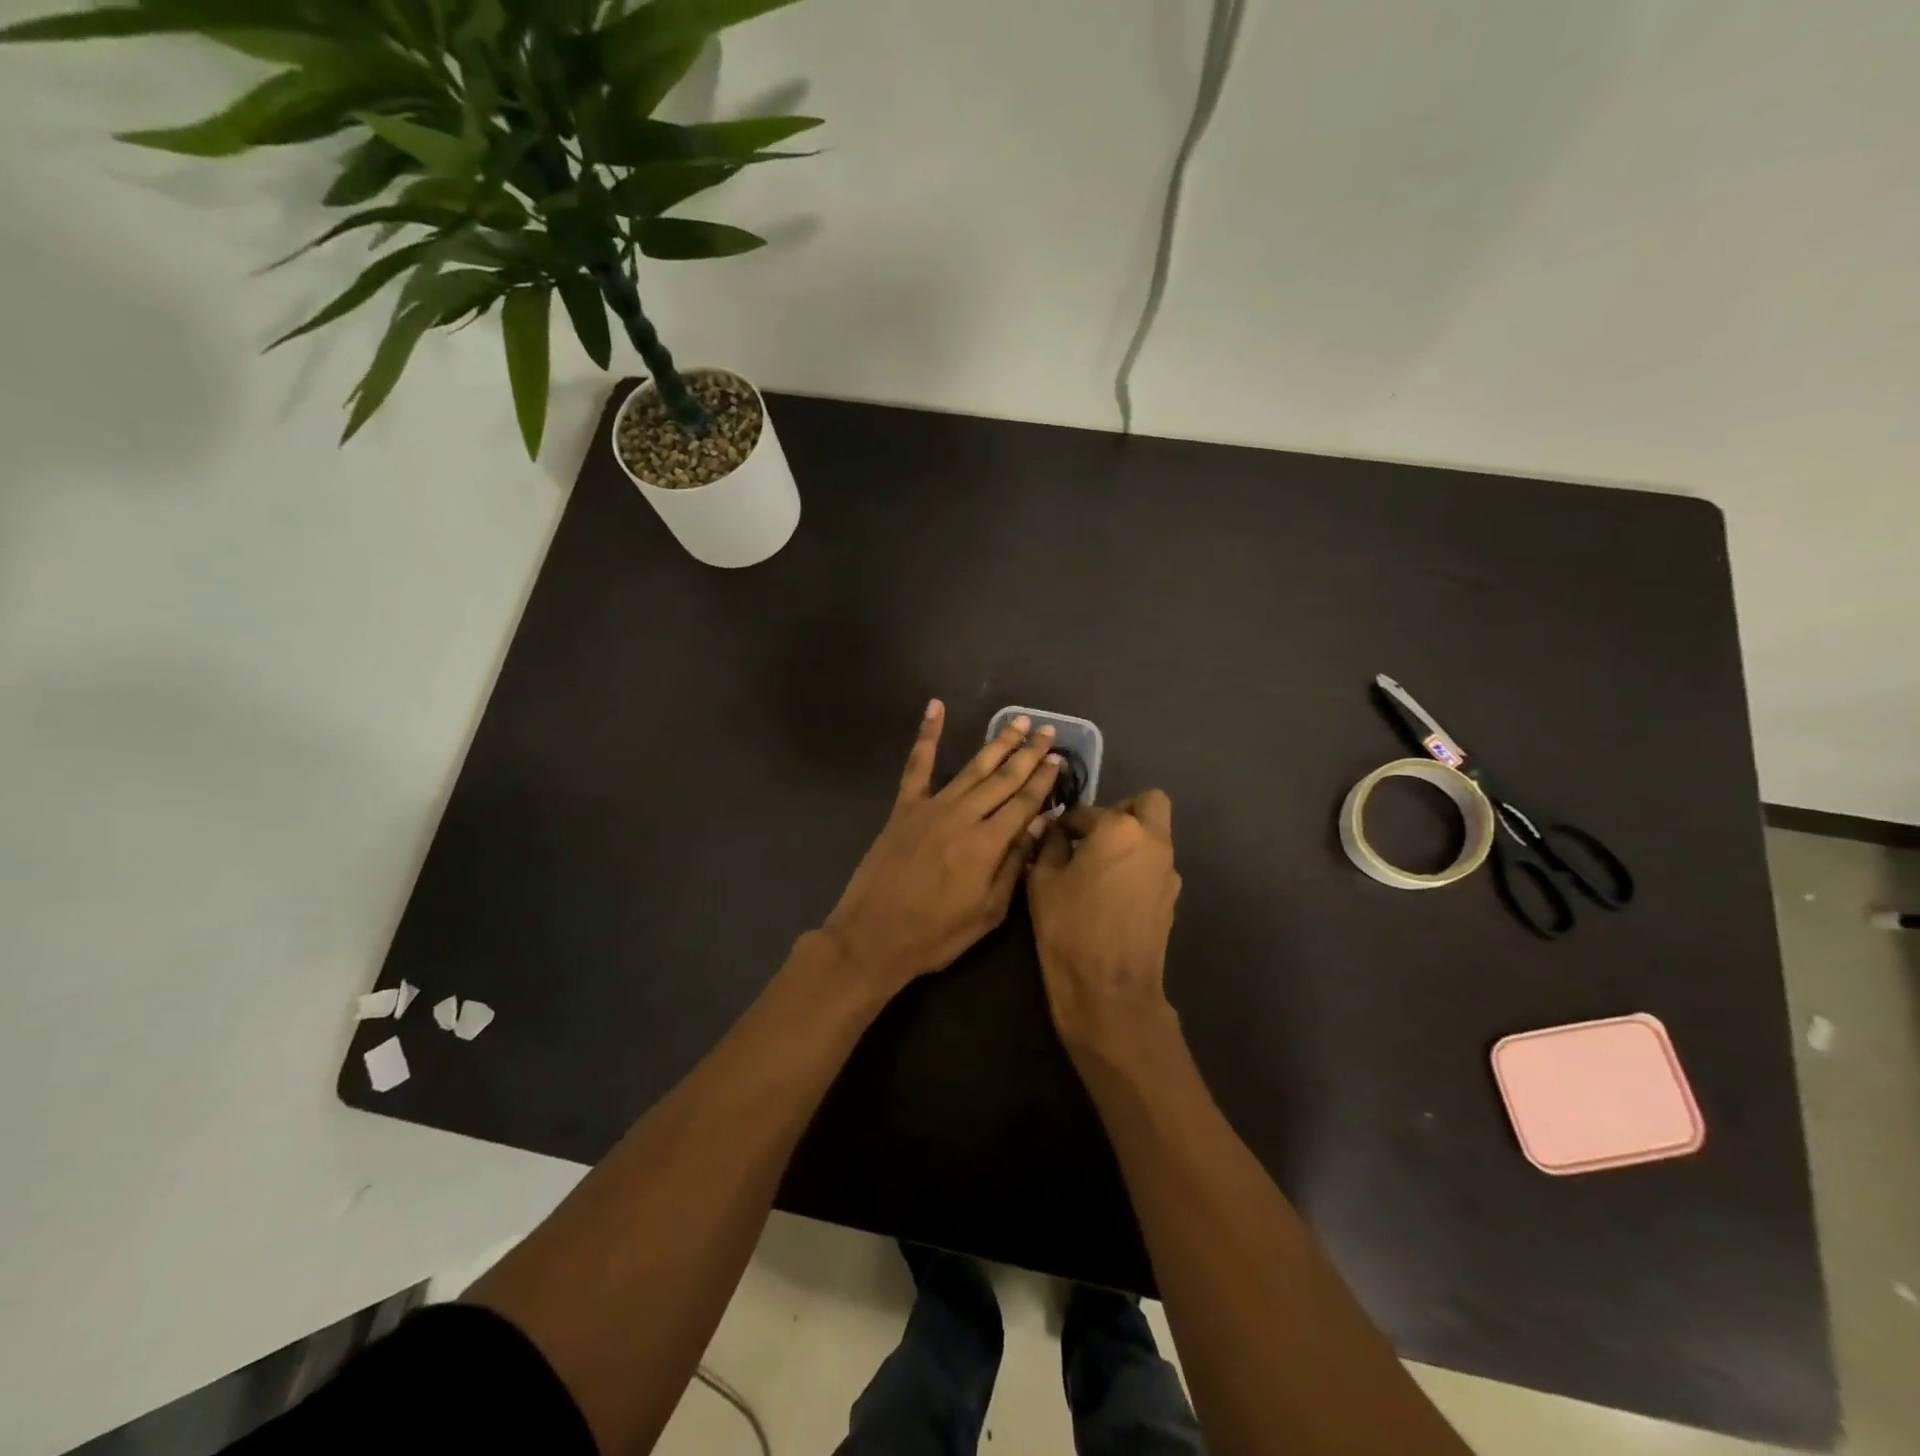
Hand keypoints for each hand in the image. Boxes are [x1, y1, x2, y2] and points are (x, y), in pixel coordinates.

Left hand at [823, 700, 1063, 992]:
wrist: (872, 936)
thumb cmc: (936, 934)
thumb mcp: (988, 912)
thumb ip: (1014, 865)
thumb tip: (1039, 824)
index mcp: (988, 844)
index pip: (1024, 803)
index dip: (1043, 780)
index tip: (1058, 759)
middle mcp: (964, 816)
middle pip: (1003, 778)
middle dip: (1028, 754)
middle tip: (1046, 731)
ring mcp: (931, 807)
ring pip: (972, 768)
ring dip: (996, 743)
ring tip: (1016, 722)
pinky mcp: (904, 808)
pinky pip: (917, 765)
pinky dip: (927, 735)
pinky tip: (935, 708)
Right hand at [1028, 791, 1182, 1054]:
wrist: (1109, 991)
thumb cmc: (1069, 928)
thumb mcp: (1043, 881)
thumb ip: (1050, 845)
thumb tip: (1054, 830)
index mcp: (1119, 829)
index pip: (1088, 811)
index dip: (1067, 823)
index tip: (1053, 837)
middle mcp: (1153, 841)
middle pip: (1148, 804)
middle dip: (1121, 811)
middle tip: (1093, 836)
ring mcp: (1168, 871)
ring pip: (1155, 836)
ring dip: (1131, 841)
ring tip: (1098, 869)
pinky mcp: (1172, 899)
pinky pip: (1155, 866)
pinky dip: (1137, 868)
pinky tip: (1112, 895)